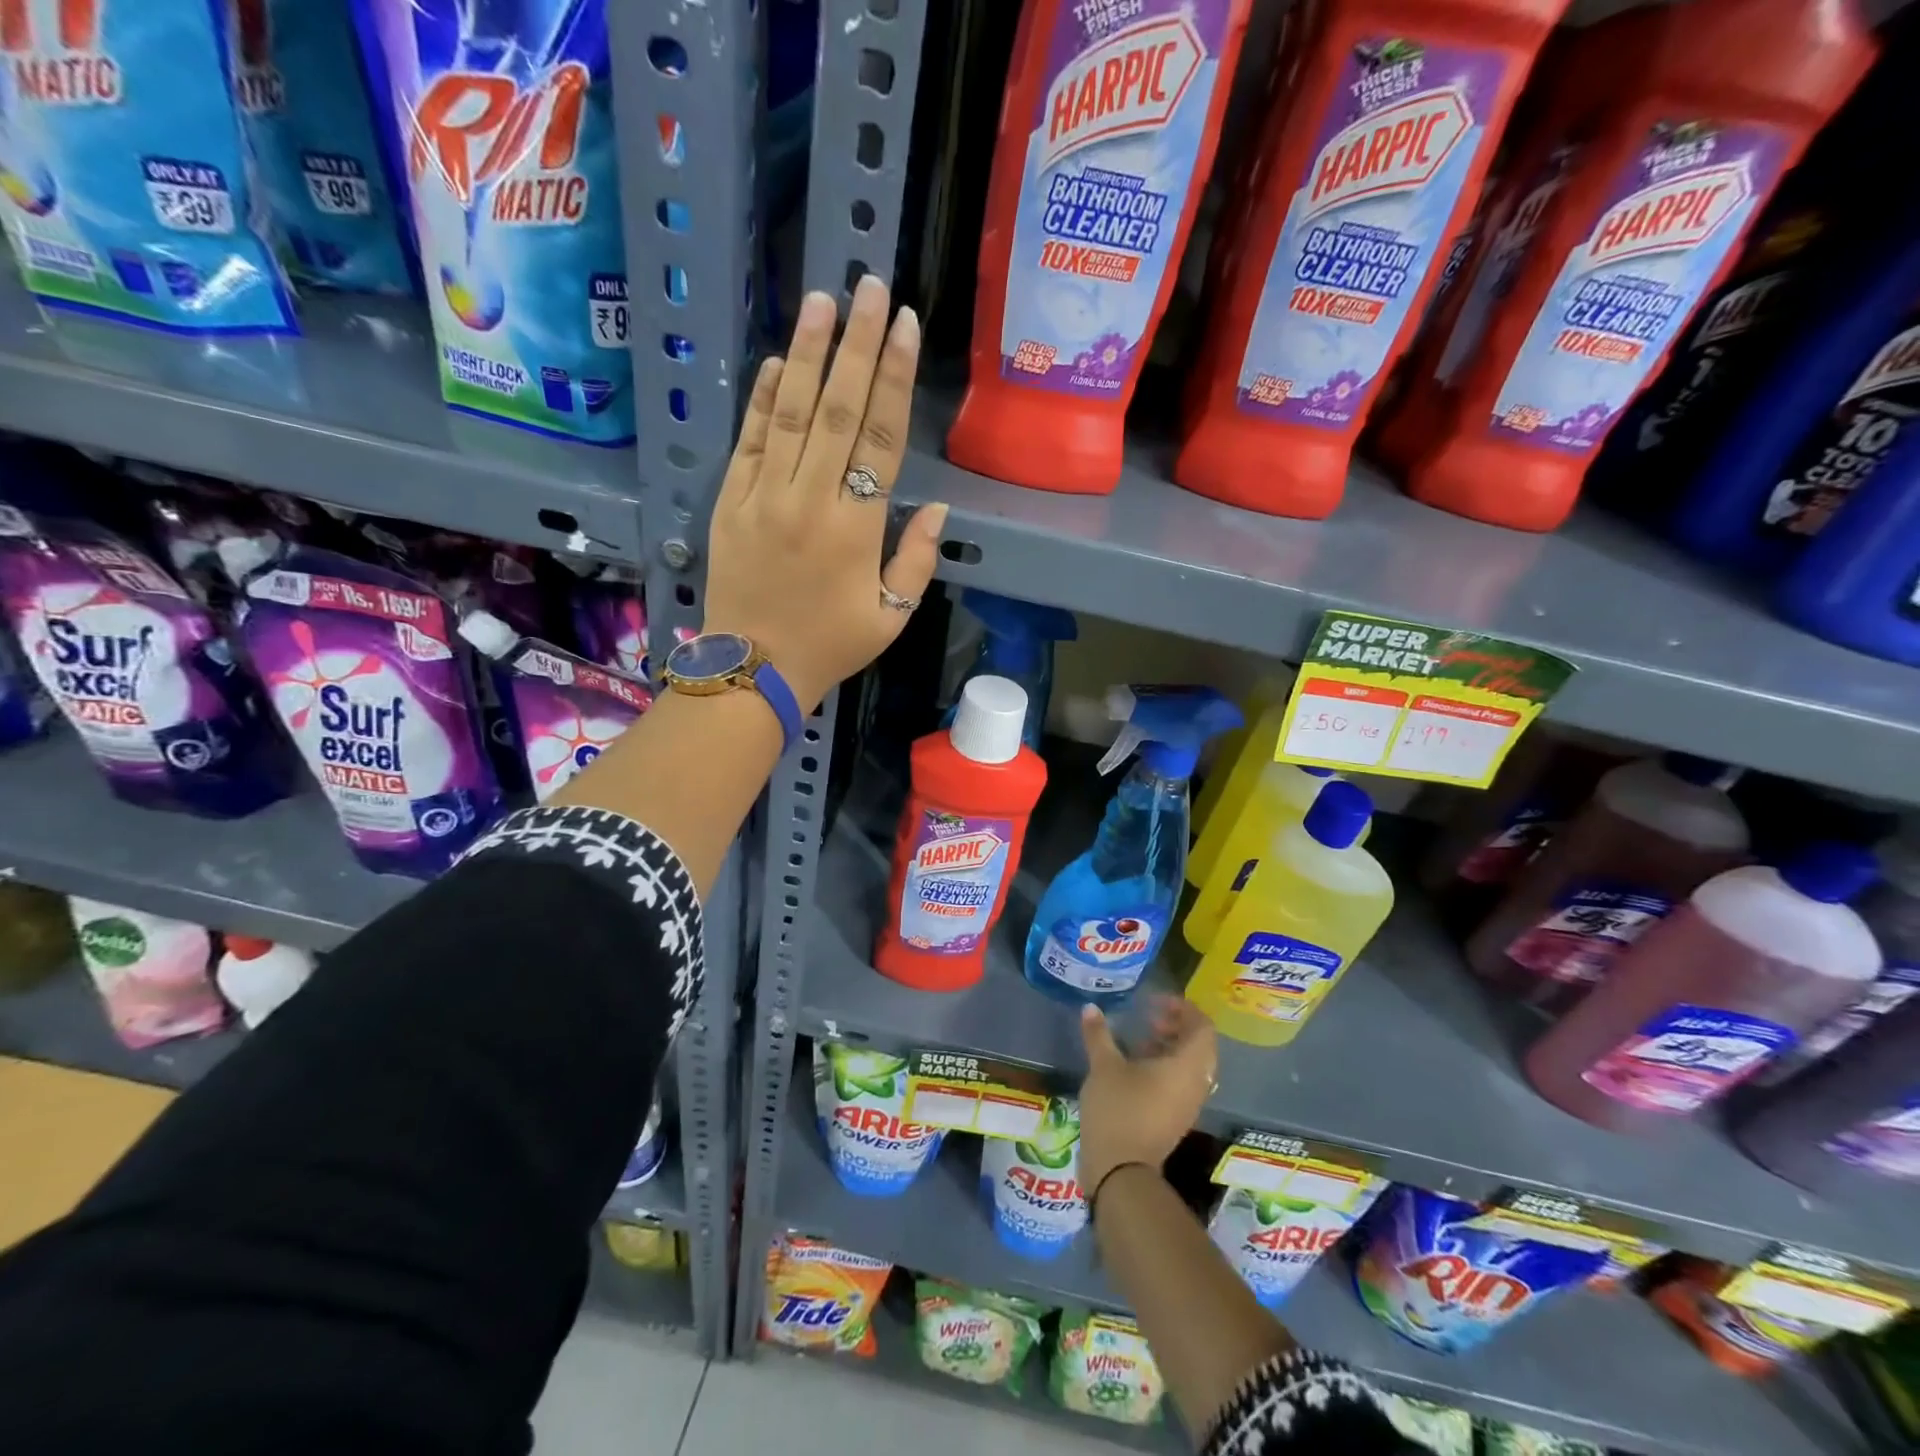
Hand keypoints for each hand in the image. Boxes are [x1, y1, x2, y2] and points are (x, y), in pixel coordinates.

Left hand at [702, 275, 946, 712]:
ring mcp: (765, 497)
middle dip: (859, 346)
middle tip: (872, 287)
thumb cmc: (831, 645)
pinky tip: (781, 362)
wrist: (754, 670)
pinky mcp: (731, 502)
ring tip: (824, 300)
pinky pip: (750, 442)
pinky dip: (764, 399)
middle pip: (839, 411)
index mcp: (856, 529)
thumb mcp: (891, 617)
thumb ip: (916, 560)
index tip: (906, 327)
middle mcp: (810, 500)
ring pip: (791, 414)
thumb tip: (935, 507)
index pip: (881, 439)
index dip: (896, 380)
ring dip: (810, 355)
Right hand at [1077, 997, 1217, 1195]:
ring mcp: (1188, 1104)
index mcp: (1187, 1066)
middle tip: (1150, 1018)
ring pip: (1191, 1066)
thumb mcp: (1104, 1066)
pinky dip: (1166, 1067)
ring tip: (1141, 1039)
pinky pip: (1182, 1083)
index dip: (1184, 1009)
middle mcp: (1196, 1084)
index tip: (1157, 1002)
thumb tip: (1090, 1008)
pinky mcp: (1176, 1118)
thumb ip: (1099, 1034)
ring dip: (1171, 1047)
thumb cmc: (1118, 1110)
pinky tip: (1136, 1066)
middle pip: (1200, 1046)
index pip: (1203, 1028)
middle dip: (1177, 1026)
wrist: (1120, 1171)